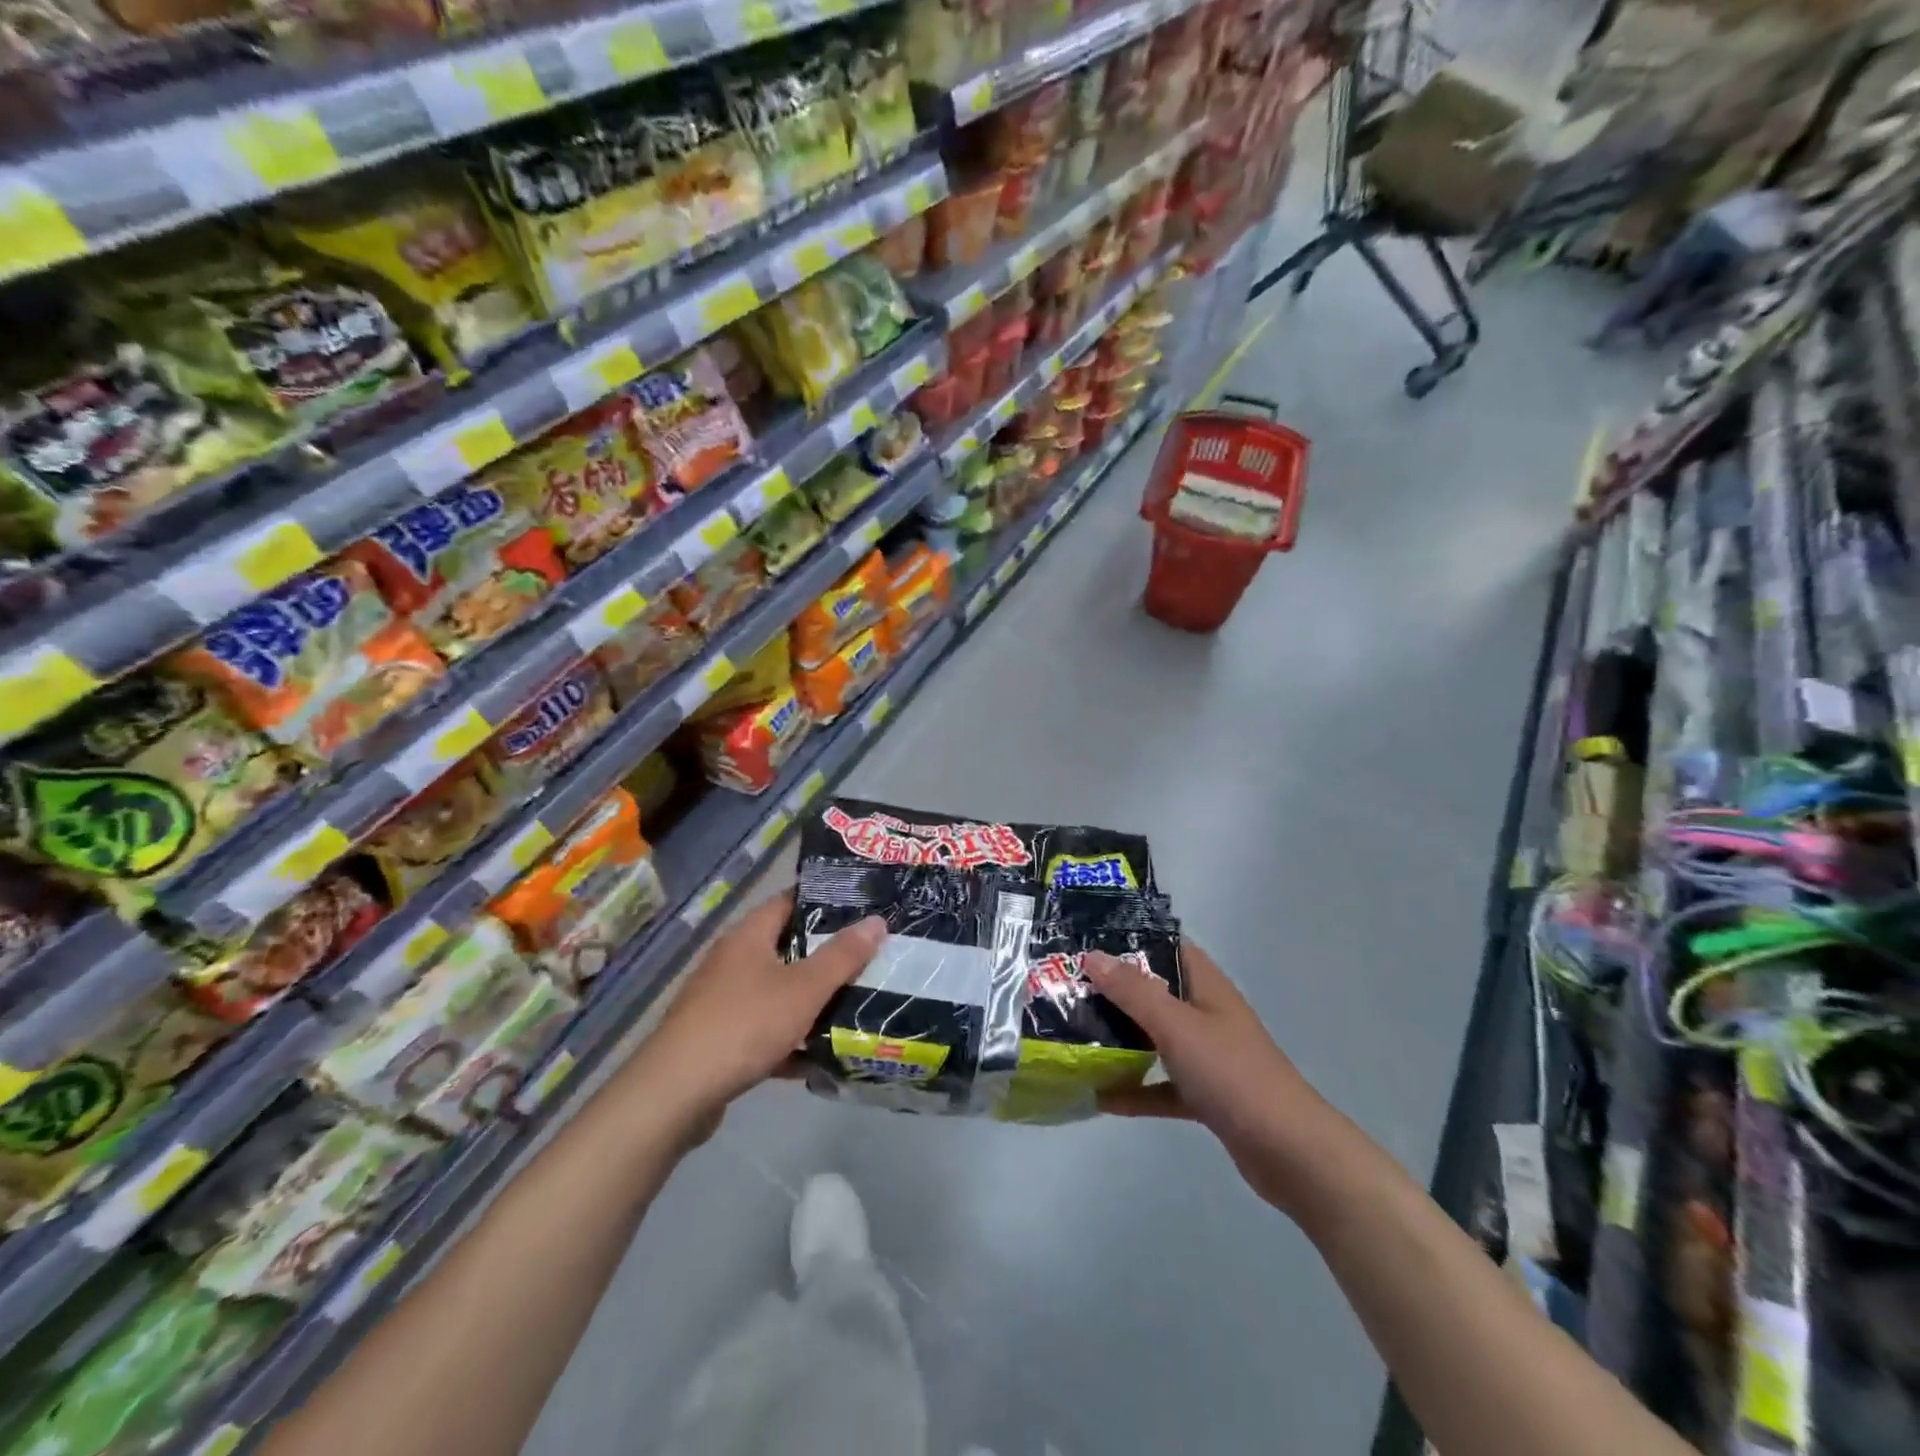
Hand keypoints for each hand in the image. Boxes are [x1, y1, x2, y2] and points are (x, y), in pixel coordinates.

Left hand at [629, 894, 885, 1129]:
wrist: (675, 1094)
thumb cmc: (744, 1025)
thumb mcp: (804, 989)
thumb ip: (842, 956)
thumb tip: (877, 920)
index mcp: (748, 936)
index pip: (789, 901)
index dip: (825, 901)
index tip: (862, 908)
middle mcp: (732, 960)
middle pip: (786, 947)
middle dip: (825, 956)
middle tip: (869, 958)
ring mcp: (721, 1000)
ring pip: (776, 991)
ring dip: (809, 1001)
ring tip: (853, 1005)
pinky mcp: (717, 1038)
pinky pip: (763, 1029)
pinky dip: (789, 1039)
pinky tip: (816, 1057)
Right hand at [1087, 941, 1331, 1213]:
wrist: (1290, 1153)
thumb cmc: (1232, 1075)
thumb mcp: (1177, 1025)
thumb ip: (1133, 991)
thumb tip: (1092, 955)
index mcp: (1206, 986)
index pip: (1167, 946)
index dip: (1130, 938)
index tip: (1086, 940)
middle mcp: (1207, 1014)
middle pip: (1155, 992)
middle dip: (1114, 990)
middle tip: (1067, 988)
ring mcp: (1208, 1056)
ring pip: (1156, 1038)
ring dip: (1121, 1038)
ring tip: (1075, 1034)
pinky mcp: (1207, 1096)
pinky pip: (1161, 1085)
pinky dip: (1135, 1090)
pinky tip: (1100, 1097)